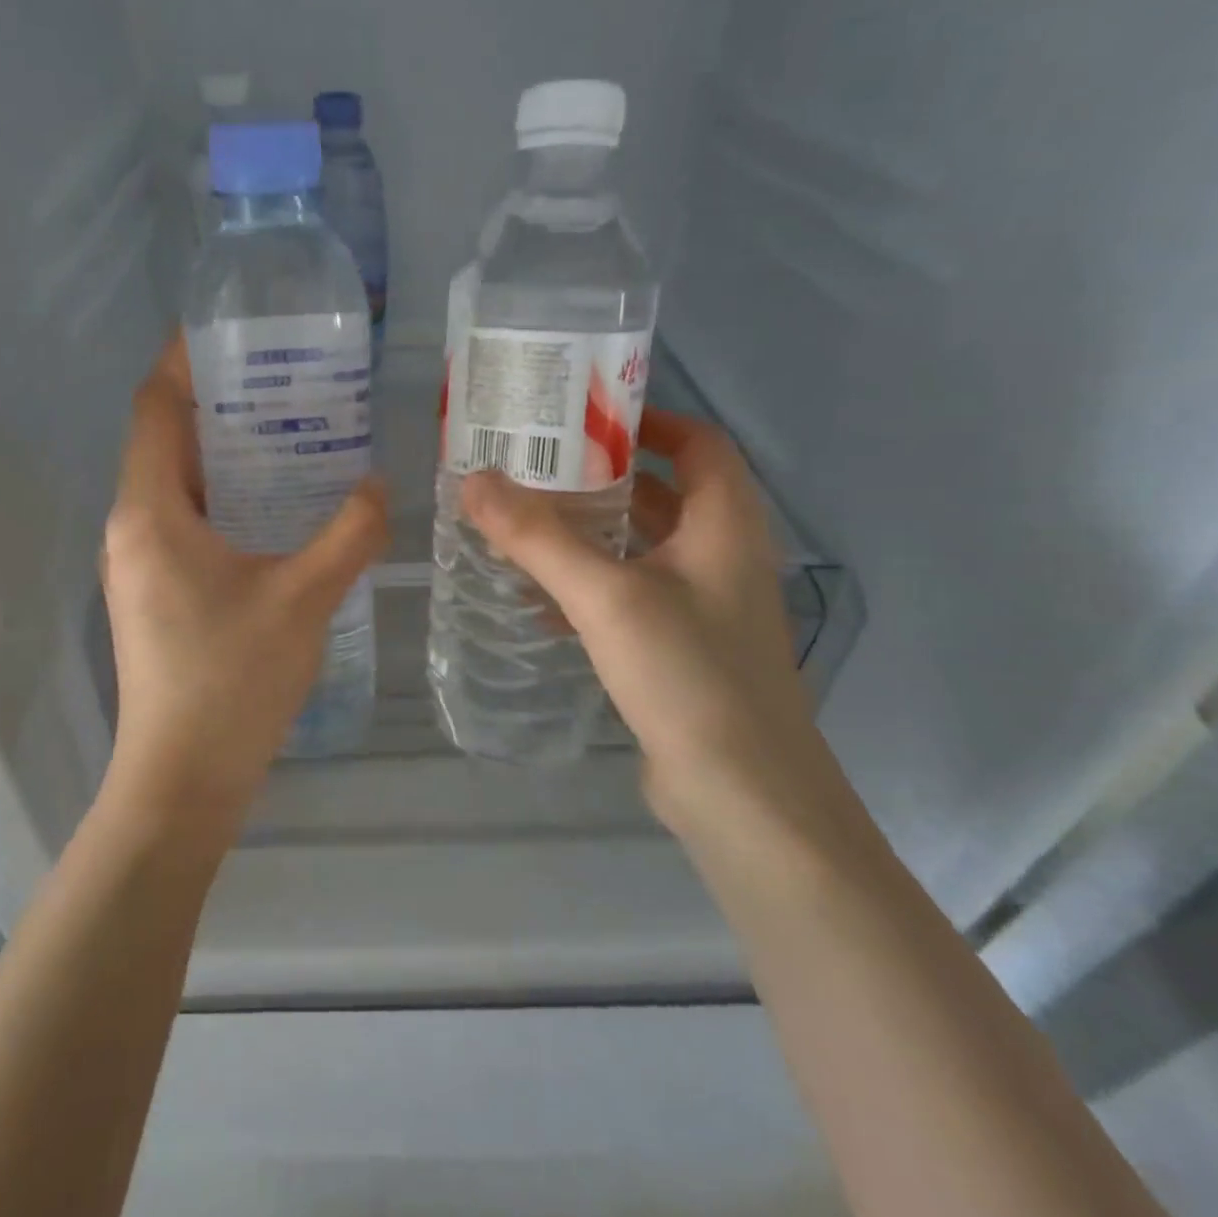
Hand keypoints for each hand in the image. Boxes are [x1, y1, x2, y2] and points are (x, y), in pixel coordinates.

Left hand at [99, 336, 387, 832]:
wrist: (181, 780)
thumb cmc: (232, 681)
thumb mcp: (304, 599)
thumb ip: (349, 534)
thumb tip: (380, 486)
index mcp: (150, 512)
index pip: (154, 408)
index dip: (183, 361)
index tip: (228, 331)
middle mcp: (132, 527)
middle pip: (164, 440)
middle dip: (215, 404)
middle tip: (281, 379)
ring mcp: (139, 563)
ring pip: (174, 484)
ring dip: (222, 454)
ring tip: (287, 432)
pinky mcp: (154, 593)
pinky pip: (183, 520)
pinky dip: (223, 497)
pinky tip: (275, 507)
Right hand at [462, 408, 851, 843]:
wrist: (743, 797)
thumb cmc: (689, 676)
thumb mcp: (607, 596)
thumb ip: (538, 537)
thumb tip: (474, 480)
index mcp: (725, 524)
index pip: (698, 443)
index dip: (647, 421)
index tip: (581, 419)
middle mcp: (721, 556)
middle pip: (663, 492)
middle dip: (601, 477)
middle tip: (534, 467)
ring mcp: (704, 607)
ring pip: (642, 547)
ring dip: (589, 533)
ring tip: (524, 522)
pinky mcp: (682, 649)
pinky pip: (631, 596)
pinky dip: (589, 585)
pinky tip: (537, 597)